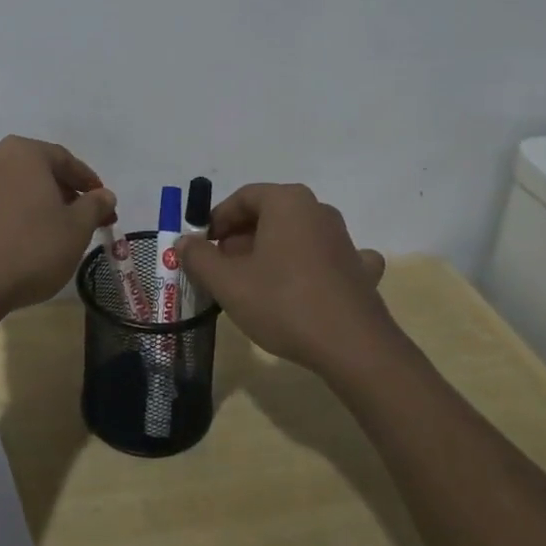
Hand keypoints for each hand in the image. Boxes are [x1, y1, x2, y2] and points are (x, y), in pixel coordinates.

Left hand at [0, 136, 116, 325]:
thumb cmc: (31, 249)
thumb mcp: (76, 229)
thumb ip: (94, 206)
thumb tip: (104, 195)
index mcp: (22, 154)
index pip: (64, 159)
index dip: (87, 181)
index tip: (103, 203)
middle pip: (34, 172)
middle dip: (59, 192)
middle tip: (78, 218)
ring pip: (8, 191)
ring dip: (29, 206)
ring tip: (46, 234)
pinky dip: (4, 223)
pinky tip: (13, 247)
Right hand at [175, 183, 390, 374]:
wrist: (353, 347)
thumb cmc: (283, 303)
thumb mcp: (228, 282)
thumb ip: (199, 257)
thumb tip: (184, 242)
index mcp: (287, 202)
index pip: (243, 198)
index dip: (217, 221)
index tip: (202, 247)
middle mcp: (318, 210)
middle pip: (269, 215)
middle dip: (241, 238)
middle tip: (222, 269)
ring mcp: (344, 239)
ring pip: (297, 236)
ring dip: (272, 253)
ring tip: (254, 283)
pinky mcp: (360, 269)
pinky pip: (328, 258)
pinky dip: (311, 267)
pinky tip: (307, 286)